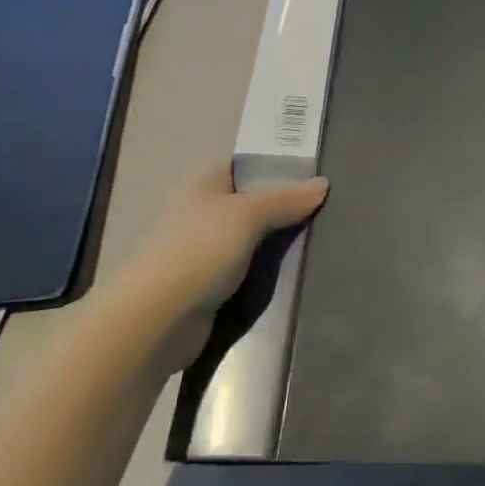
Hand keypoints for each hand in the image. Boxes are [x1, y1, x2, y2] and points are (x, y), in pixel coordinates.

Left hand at [104, 164, 327, 372]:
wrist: (154, 322)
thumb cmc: (198, 252)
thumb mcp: (248, 214)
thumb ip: (286, 198)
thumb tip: (323, 183)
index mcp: (204, 183)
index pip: (247, 163)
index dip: (279, 164)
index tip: (317, 172)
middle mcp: (202, 211)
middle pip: (253, 201)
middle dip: (286, 206)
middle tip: (330, 207)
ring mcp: (204, 251)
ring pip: (253, 238)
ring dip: (279, 242)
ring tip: (323, 238)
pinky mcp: (209, 286)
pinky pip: (248, 270)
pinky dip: (268, 272)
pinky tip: (298, 271)